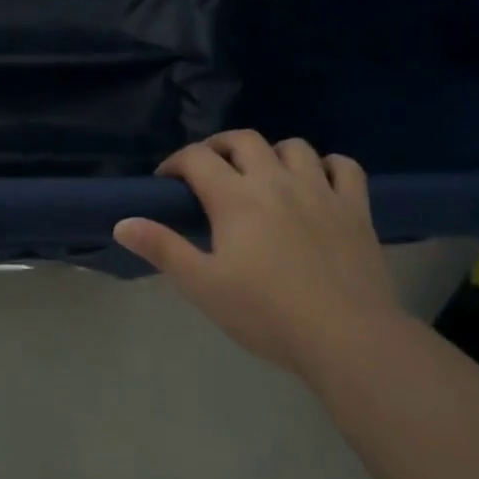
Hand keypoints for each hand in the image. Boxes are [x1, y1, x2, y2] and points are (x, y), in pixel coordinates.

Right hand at [113, 131, 400, 373]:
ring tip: (263, 175)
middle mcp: (276, 181)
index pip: (197, 158)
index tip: (166, 182)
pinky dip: (328, 166)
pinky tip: (318, 182)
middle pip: (243, 140)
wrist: (347, 338)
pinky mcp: (356, 208)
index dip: (176, 162)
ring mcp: (320, 191)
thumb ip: (162, 249)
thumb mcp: (203, 286)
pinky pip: (344, 167)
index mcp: (236, 198)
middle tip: (209, 171)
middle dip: (219, 147)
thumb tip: (122, 222)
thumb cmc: (267, 314)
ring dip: (272, 153)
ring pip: (294, 147)